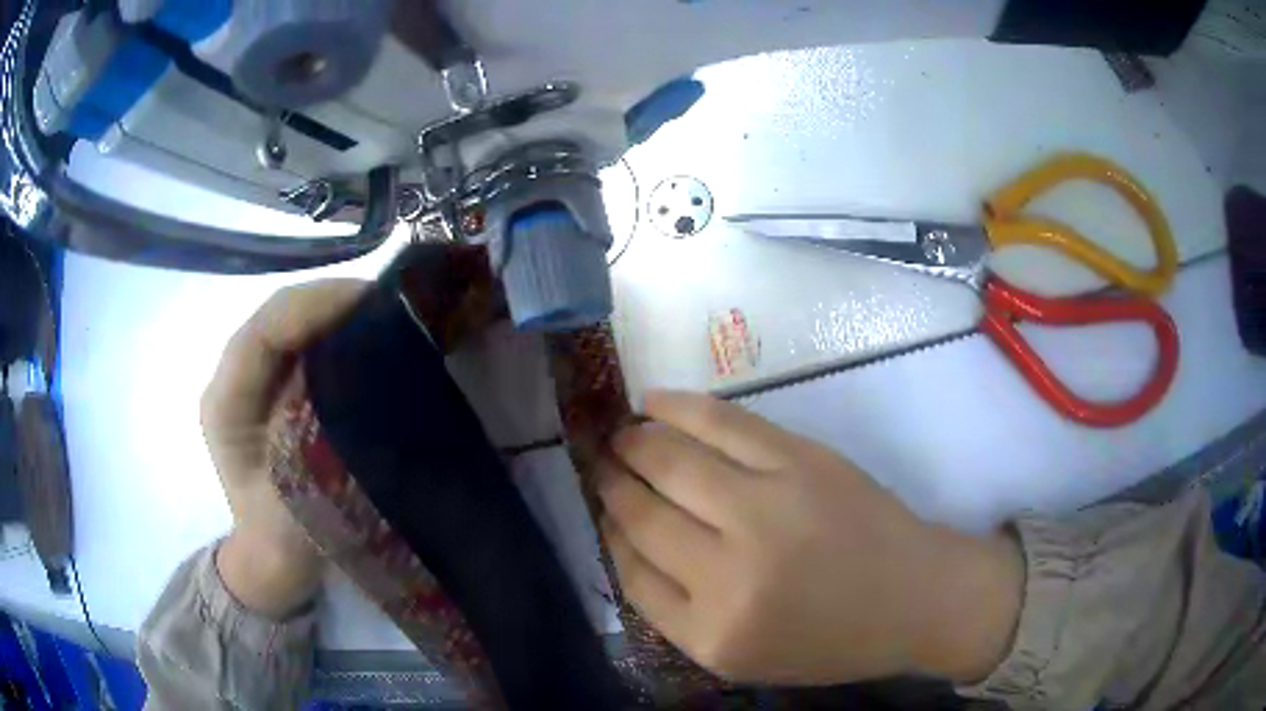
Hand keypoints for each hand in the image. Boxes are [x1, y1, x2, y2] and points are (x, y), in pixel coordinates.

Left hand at [201, 280, 365, 617]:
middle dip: (332, 302)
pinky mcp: (272, 388)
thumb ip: (317, 430)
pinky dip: (336, 334)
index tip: (373, 304)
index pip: (264, 331)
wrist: (273, 562)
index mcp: (226, 404)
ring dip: (337, 314)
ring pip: (293, 324)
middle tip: (390, 306)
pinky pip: (304, 346)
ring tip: (386, 316)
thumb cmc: (284, 539)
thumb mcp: (302, 494)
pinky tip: (368, 339)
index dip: (315, 307)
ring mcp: (252, 381)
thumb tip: (360, 371)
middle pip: (279, 317)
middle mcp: (233, 379)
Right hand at [598, 390, 1022, 684]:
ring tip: (620, 433)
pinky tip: (654, 402)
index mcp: (712, 634)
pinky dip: (679, 408)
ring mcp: (768, 509)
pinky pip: (722, 424)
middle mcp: (730, 574)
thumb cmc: (831, 638)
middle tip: (598, 460)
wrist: (916, 597)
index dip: (608, 530)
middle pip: (642, 514)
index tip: (601, 506)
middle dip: (610, 481)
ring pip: (671, 461)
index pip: (630, 571)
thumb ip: (676, 609)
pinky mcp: (800, 461)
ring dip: (634, 441)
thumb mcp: (744, 654)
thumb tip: (625, 536)